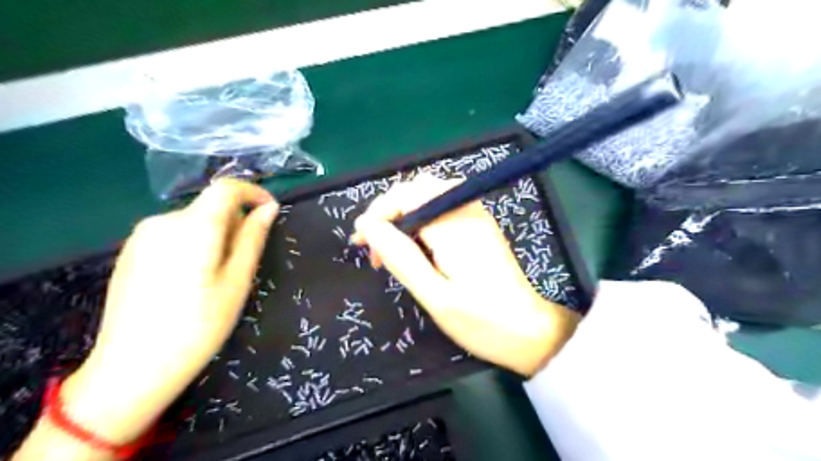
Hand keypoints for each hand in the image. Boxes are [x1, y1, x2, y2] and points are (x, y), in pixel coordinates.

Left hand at [59, 181, 278, 445]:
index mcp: (193, 226)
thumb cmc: (199, 325)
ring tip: (219, 277)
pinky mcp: (130, 252)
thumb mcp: (237, 281)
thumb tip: (269, 208)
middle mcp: (162, 221)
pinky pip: (174, 235)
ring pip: (193, 222)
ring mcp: (141, 236)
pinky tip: (191, 281)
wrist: (132, 368)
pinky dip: (194, 244)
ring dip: (215, 236)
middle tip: (245, 262)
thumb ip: (253, 238)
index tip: (271, 211)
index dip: (254, 193)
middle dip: (235, 224)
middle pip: (210, 207)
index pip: (226, 188)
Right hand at [351, 175, 576, 374]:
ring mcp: (477, 216)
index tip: (360, 243)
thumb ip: (400, 257)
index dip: (377, 214)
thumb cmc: (483, 321)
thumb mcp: (435, 295)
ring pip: (428, 196)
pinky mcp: (480, 226)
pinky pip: (442, 208)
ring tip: (391, 250)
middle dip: (389, 212)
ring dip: (404, 216)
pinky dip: (421, 221)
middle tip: (374, 249)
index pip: (406, 197)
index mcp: (454, 225)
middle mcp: (467, 210)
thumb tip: (367, 226)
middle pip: (417, 189)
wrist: (531, 332)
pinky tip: (416, 248)